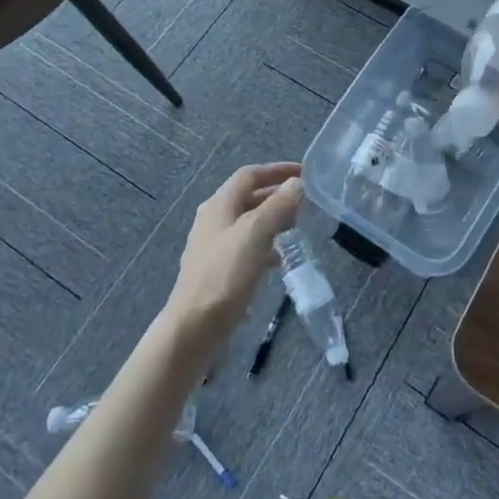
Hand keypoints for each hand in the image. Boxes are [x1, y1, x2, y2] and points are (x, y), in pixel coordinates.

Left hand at [164, 162, 304, 348]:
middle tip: (305, 202)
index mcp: (219, 205)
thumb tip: (296, 182)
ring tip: (297, 228)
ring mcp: (213, 247)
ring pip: (248, 224)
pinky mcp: (217, 271)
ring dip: (272, 221)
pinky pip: (245, 248)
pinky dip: (264, 246)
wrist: (193, 329)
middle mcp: (213, 221)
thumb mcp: (255, 235)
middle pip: (247, 198)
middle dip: (276, 195)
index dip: (277, 170)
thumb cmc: (224, 275)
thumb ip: (277, 206)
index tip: (304, 172)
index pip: (249, 175)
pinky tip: (279, 260)